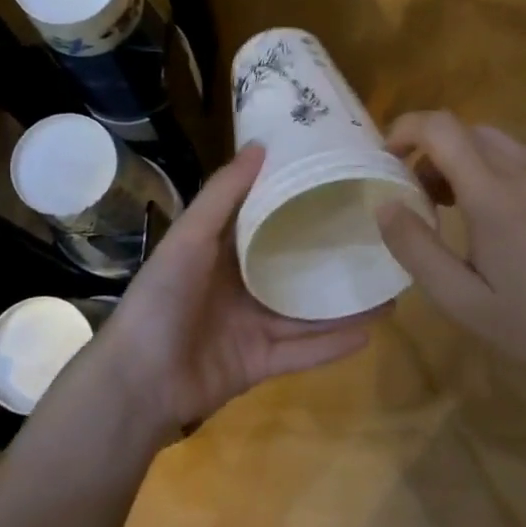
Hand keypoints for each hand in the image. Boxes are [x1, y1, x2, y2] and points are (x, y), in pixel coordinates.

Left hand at [94, 143, 381, 436]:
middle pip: (292, 268)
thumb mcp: (190, 237)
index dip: (296, 203)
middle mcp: (237, 286)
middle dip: (329, 257)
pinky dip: (333, 345)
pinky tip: (371, 332)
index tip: (338, 184)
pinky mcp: (258, 363)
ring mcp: (250, 327)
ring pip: (305, 313)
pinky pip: (302, 351)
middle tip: (376, 240)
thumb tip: (261, 144)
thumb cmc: (163, 299)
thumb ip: (224, 194)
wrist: (138, 383)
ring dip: (342, 304)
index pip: (264, 220)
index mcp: (219, 252)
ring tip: (387, 289)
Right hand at [375, 112, 525, 398]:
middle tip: (418, 194)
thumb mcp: (458, 298)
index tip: (387, 158)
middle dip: (431, 150)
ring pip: (494, 141)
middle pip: (466, 130)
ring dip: (462, 157)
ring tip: (453, 204)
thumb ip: (415, 247)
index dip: (406, 129)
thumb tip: (385, 204)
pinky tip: (495, 212)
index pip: (442, 129)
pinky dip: (493, 166)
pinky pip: (522, 156)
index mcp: (496, 197)